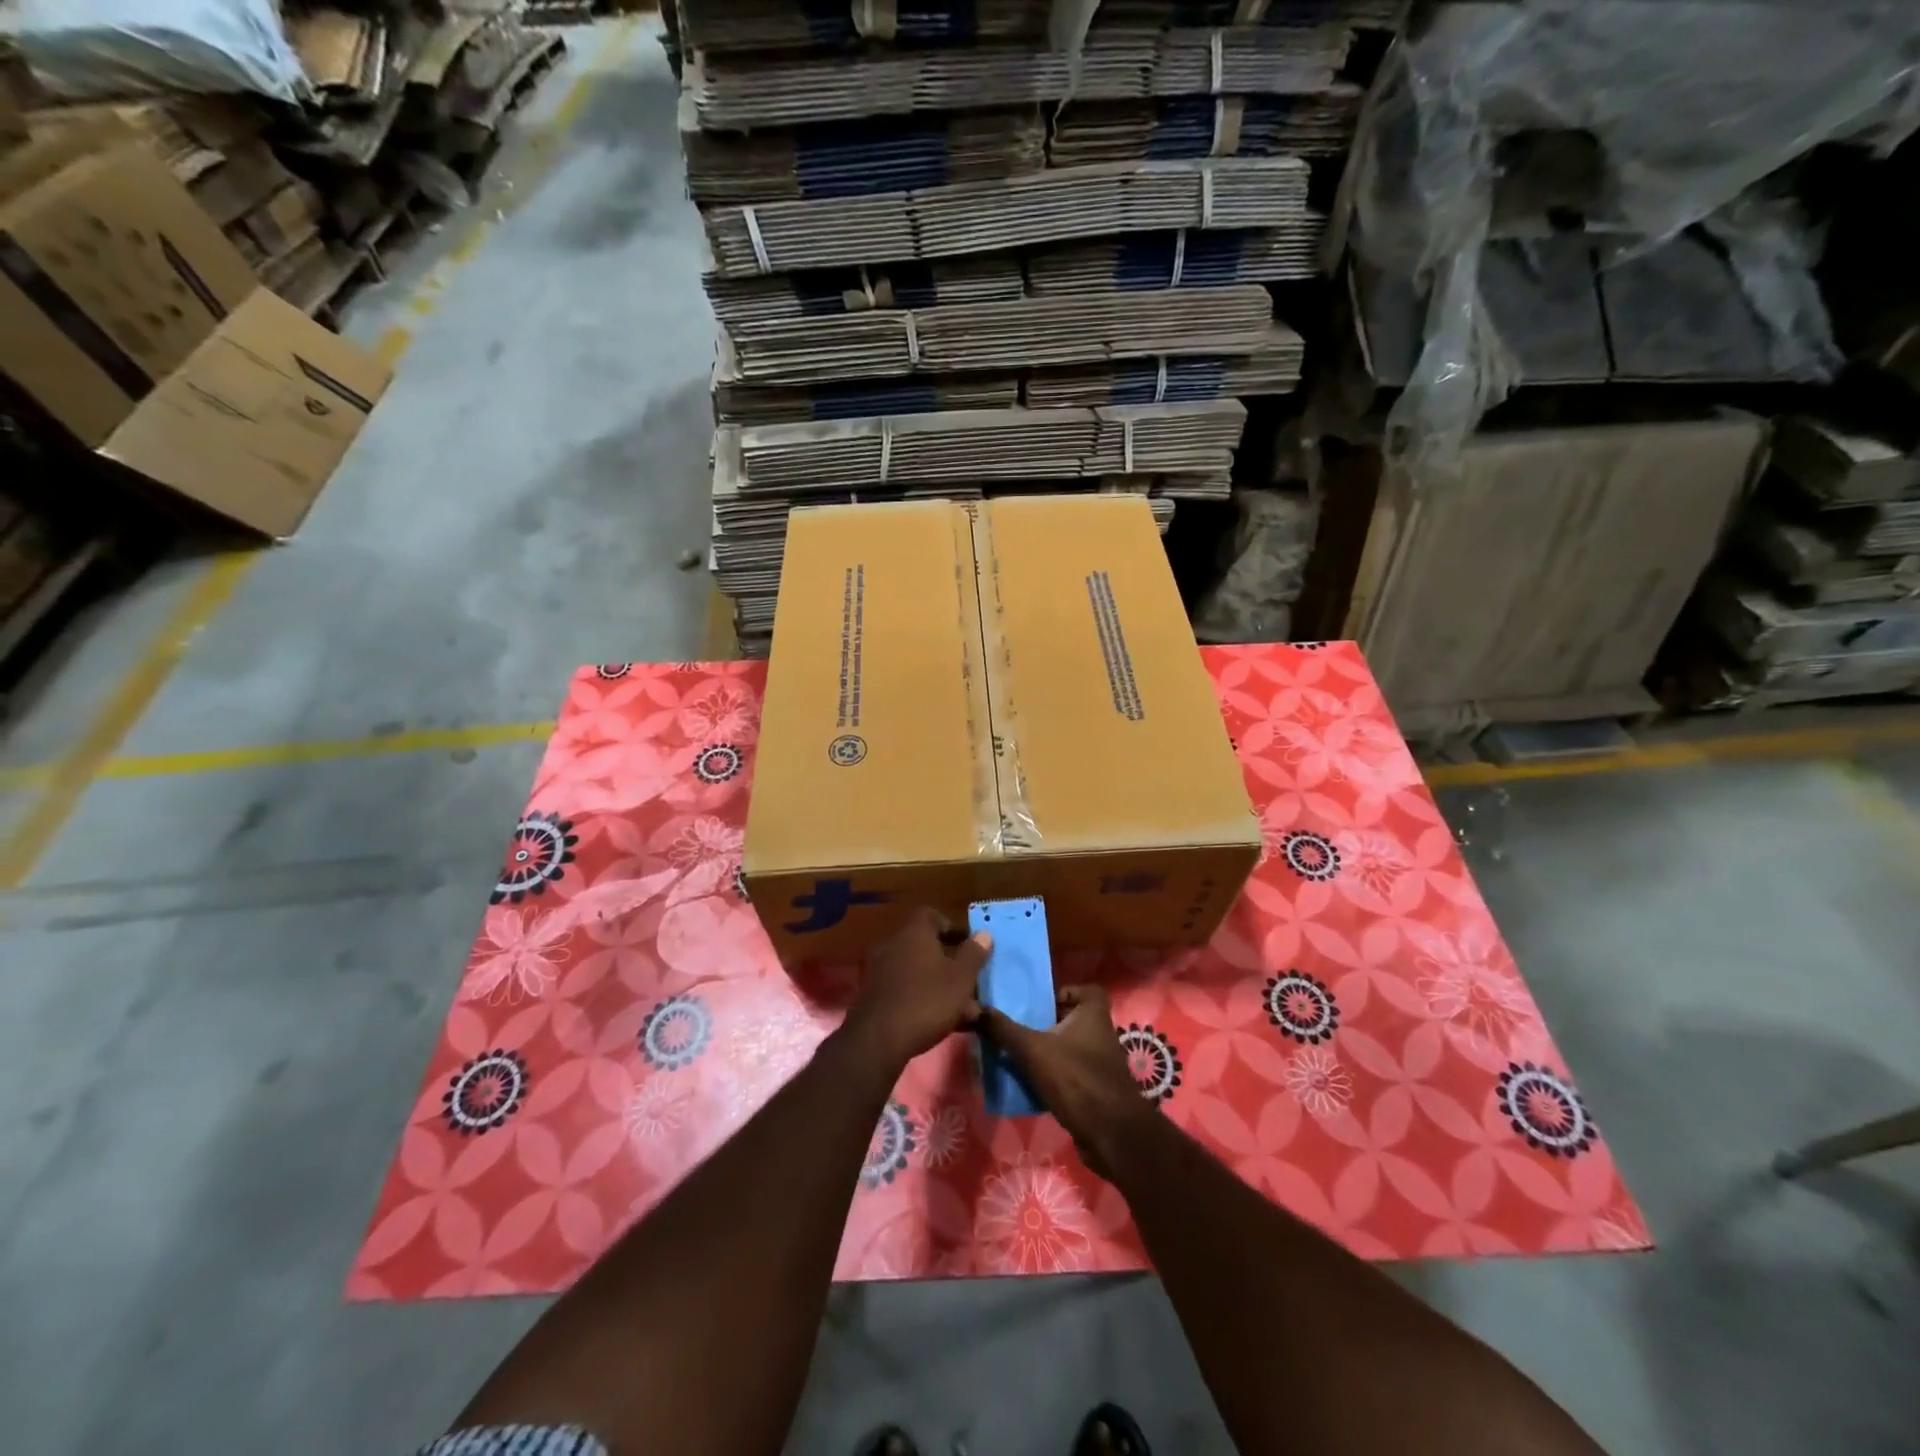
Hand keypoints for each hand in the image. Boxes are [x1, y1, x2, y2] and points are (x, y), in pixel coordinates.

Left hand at [839, 907, 991, 1070]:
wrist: (878, 1039)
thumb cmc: (927, 1000)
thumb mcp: (961, 977)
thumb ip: (974, 954)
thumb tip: (984, 934)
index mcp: (914, 932)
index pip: (931, 915)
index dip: (951, 927)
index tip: (967, 945)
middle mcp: (894, 944)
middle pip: (926, 946)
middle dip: (951, 963)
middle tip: (970, 983)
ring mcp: (880, 970)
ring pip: (918, 971)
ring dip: (940, 985)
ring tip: (965, 1012)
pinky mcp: (874, 995)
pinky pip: (905, 988)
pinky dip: (923, 998)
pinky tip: (941, 1022)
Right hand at [981, 985, 1154, 1174]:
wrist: (1112, 1136)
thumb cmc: (1076, 1079)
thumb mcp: (1033, 1050)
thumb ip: (1003, 1029)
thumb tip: (973, 1008)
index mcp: (1093, 1014)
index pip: (1084, 990)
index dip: (1063, 993)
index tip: (1038, 1003)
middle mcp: (1100, 1034)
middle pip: (1070, 1020)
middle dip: (1044, 1024)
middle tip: (1016, 1028)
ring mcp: (1099, 1064)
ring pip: (1067, 1049)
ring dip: (1046, 1053)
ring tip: (1015, 1056)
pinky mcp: (1095, 1091)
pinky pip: (1069, 1075)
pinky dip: (1052, 1078)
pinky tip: (1028, 1086)